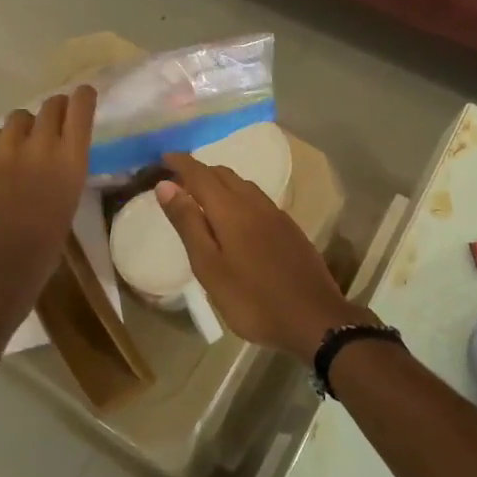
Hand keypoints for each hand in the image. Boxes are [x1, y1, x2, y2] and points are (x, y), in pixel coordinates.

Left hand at [0, 86, 96, 315]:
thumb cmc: (45, 244)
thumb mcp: (69, 197)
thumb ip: (66, 164)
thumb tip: (60, 145)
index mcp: (70, 160)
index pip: (80, 108)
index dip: (83, 97)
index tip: (83, 95)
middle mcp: (39, 145)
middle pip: (50, 105)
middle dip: (54, 111)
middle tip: (52, 124)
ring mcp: (4, 149)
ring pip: (18, 117)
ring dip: (24, 127)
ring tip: (21, 149)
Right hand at [155, 153, 370, 357]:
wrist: (314, 320)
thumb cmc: (251, 299)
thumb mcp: (209, 266)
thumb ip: (188, 223)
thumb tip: (166, 185)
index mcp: (231, 209)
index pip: (200, 174)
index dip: (181, 163)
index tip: (163, 157)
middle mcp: (255, 203)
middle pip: (223, 174)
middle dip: (199, 171)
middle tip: (177, 179)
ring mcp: (276, 215)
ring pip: (243, 185)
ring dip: (219, 182)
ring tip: (201, 195)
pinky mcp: (289, 229)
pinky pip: (257, 199)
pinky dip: (237, 196)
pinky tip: (235, 216)